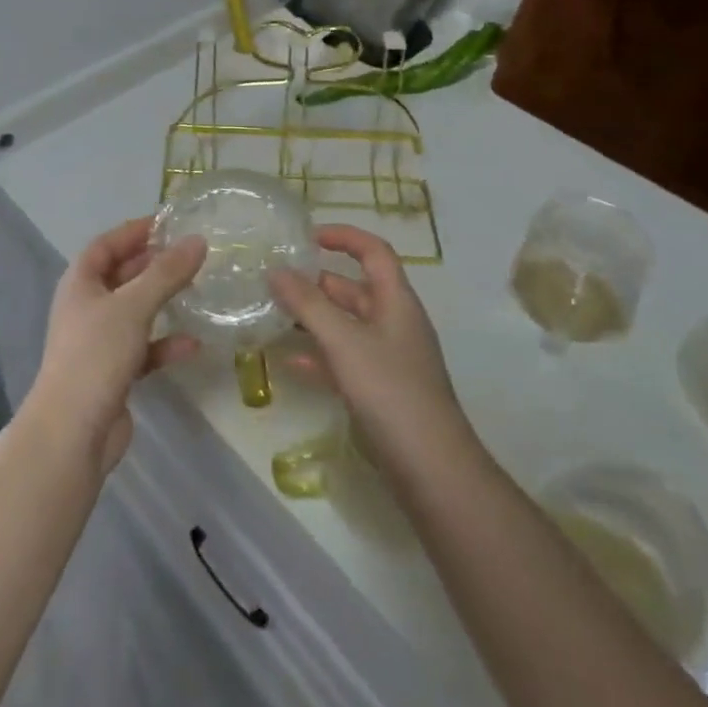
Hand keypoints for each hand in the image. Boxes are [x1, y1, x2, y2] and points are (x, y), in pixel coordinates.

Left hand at [30, 218, 206, 473]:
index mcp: (80, 283)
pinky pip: (143, 349)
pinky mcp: (112, 373)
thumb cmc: (96, 355)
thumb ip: (166, 273)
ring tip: (196, 290)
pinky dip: (164, 345)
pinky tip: (192, 345)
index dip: (134, 231)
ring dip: (162, 302)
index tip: (168, 222)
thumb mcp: (134, 306)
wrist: (71, 433)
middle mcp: (86, 308)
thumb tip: (198, 240)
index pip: (106, 244)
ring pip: (134, 312)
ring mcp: (98, 342)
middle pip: (122, 276)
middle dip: (153, 264)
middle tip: (190, 254)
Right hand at [269, 225, 473, 481]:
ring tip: (274, 314)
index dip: (343, 237)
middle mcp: (395, 323)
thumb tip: (276, 270)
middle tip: (276, 279)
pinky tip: (292, 362)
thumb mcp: (344, 341)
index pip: (373, 251)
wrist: (432, 469)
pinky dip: (320, 355)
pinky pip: (346, 360)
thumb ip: (308, 305)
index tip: (306, 237)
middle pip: (355, 288)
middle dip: (317, 281)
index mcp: (396, 301)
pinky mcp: (381, 390)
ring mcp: (389, 358)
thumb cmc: (390, 391)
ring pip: (347, 325)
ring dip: (314, 319)